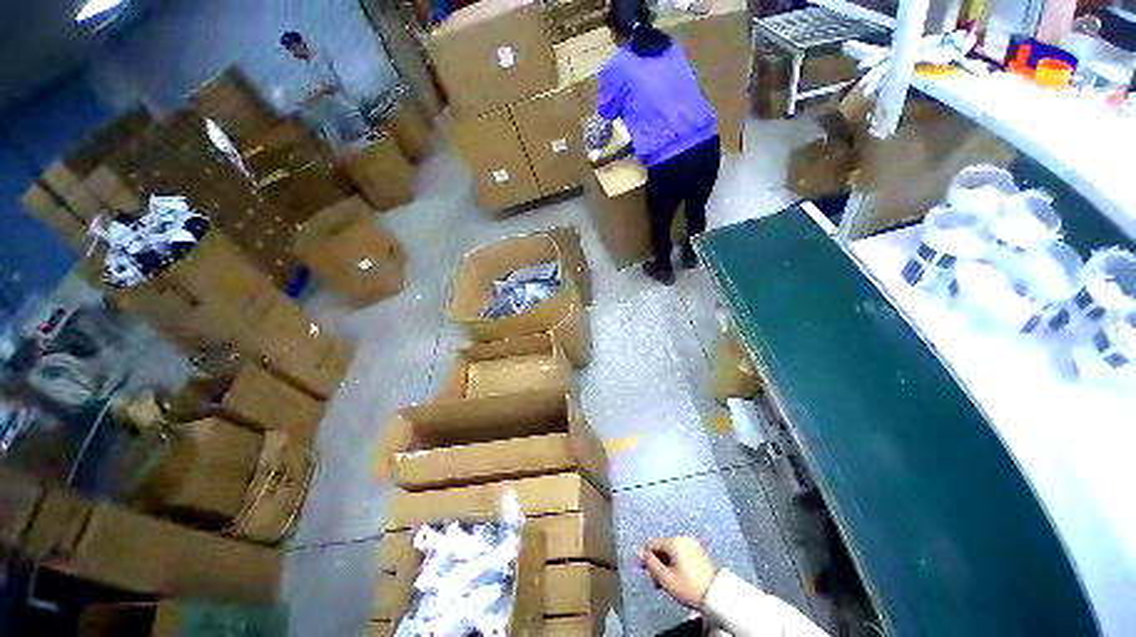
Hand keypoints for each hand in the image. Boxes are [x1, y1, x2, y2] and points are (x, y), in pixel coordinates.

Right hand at [639, 537, 717, 609]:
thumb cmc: (688, 587)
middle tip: (657, 583)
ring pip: (672, 552)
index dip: (646, 558)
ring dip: (666, 565)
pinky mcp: (699, 552)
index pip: (652, 544)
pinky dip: (676, 563)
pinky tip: (678, 577)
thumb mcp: (666, 579)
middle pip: (662, 547)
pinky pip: (681, 554)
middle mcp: (683, 539)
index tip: (646, 574)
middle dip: (657, 563)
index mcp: (674, 542)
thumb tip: (641, 553)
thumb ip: (651, 564)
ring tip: (667, 583)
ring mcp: (693, 544)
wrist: (717, 596)